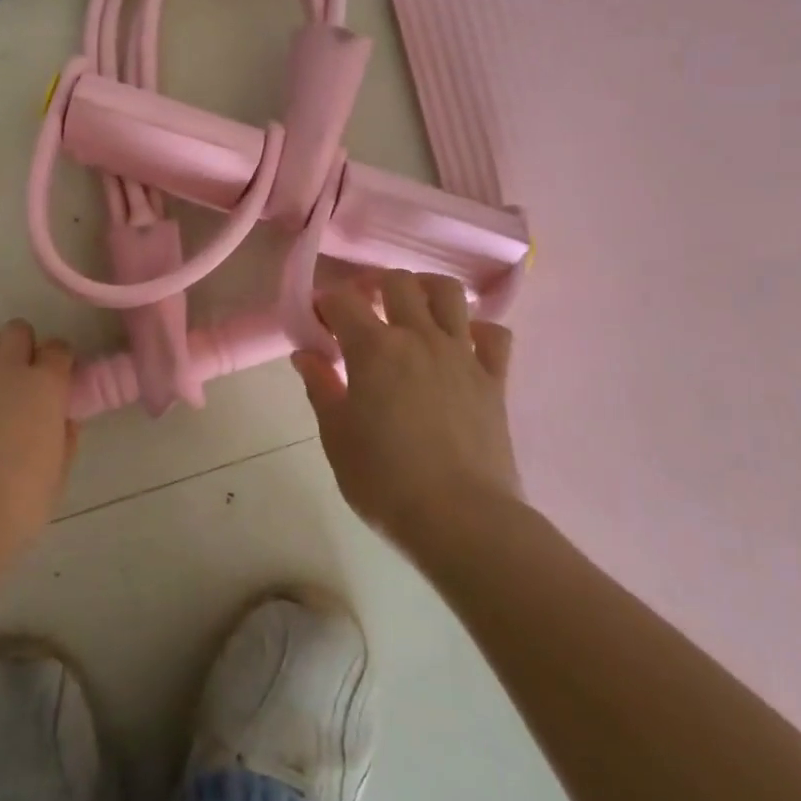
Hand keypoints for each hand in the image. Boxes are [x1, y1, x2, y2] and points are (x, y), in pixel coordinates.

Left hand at [0, 320, 77, 556]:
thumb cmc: (19, 505)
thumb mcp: (59, 473)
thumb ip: (64, 436)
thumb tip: (61, 419)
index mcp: (45, 385)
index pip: (59, 349)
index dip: (59, 364)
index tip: (56, 383)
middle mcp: (6, 368)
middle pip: (18, 330)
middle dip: (23, 348)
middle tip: (20, 382)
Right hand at [292, 271, 521, 548]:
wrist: (461, 519)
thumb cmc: (384, 480)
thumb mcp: (336, 436)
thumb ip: (320, 387)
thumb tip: (306, 355)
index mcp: (373, 348)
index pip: (342, 300)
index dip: (326, 303)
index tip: (319, 322)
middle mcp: (419, 337)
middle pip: (398, 281)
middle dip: (373, 285)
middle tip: (362, 309)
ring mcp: (462, 354)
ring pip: (449, 293)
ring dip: (426, 289)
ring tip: (412, 308)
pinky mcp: (494, 379)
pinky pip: (494, 334)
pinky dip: (476, 329)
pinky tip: (460, 344)